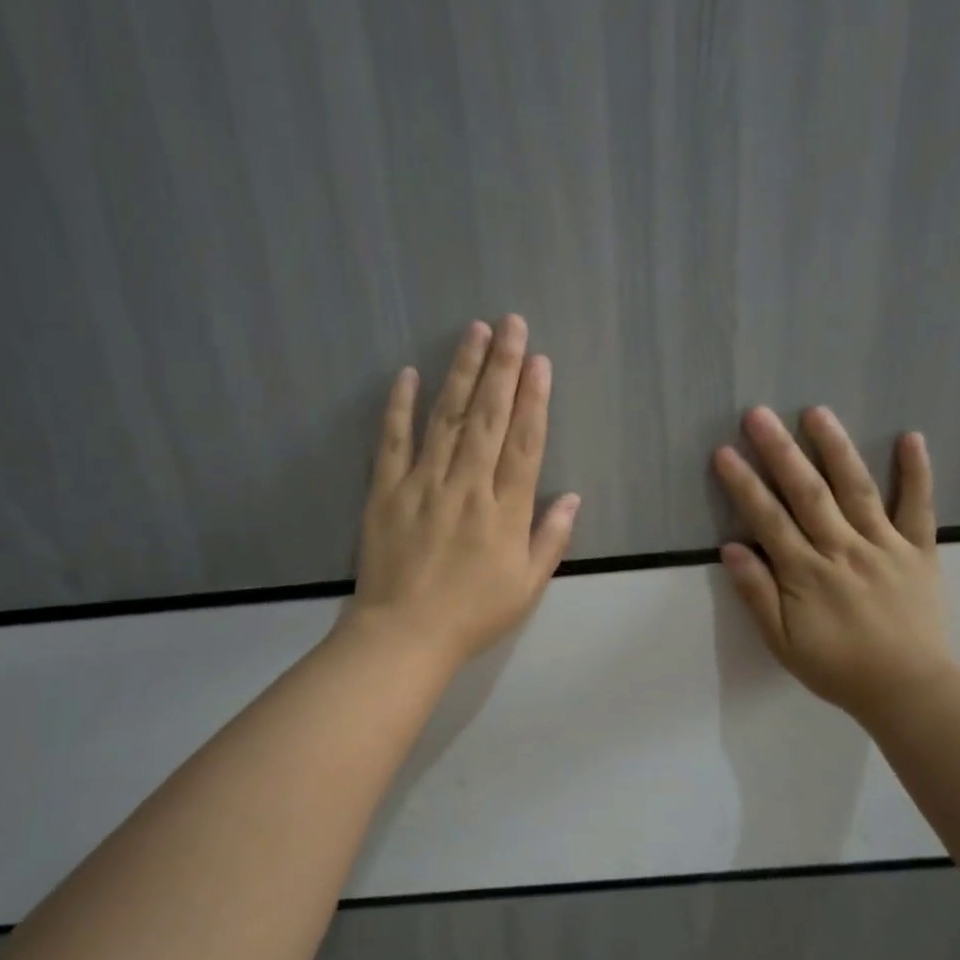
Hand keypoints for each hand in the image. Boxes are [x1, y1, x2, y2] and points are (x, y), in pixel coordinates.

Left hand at [345, 316, 579, 669]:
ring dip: (462, 373)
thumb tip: (574, 497)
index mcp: (504, 511)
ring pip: (447, 418)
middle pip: (489, 418)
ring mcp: (423, 484)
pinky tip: (408, 374)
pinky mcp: (385, 491)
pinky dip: (399, 407)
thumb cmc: (472, 615)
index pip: (525, 443)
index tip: (539, 361)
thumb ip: (550, 539)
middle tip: (511, 324)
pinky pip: (393, 441)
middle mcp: (467, 486)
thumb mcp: (527, 588)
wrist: (404, 636)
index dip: (534, 399)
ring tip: (474, 332)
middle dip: (503, 367)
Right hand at [713, 407, 953, 726]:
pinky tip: (911, 438)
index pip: (768, 519)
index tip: (724, 452)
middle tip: (759, 414)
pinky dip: (917, 473)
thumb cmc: (837, 668)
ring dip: (835, 448)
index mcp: (807, 573)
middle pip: (807, 492)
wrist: (907, 689)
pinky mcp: (919, 551)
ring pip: (856, 489)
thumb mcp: (783, 643)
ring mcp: (885, 546)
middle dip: (780, 451)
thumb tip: (731, 548)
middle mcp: (843, 549)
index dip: (744, 484)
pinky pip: (919, 507)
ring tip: (816, 412)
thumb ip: (757, 595)